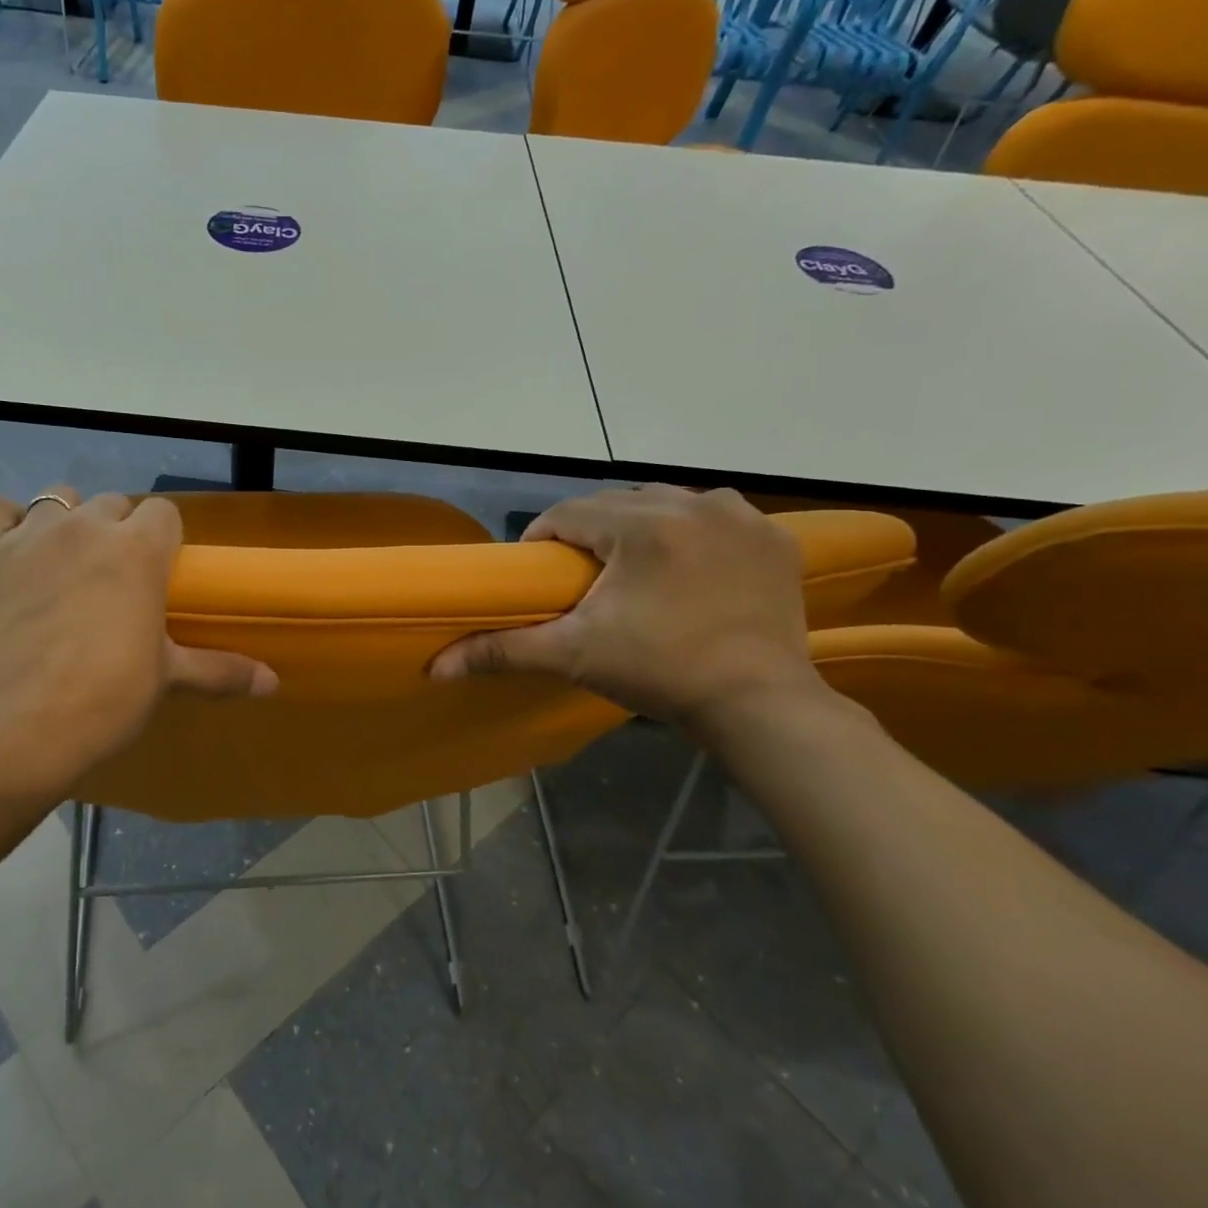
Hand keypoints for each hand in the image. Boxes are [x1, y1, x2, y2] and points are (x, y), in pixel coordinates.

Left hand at [0, 489, 275, 803]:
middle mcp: (87, 526)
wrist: (15, 727)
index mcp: (139, 549)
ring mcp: (31, 535)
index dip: (162, 538)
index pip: (163, 512)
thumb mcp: (167, 679)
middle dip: (116, 530)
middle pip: (112, 503)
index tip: (156, 571)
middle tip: (110, 577)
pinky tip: (11, 552)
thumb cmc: (105, 699)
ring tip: (62, 561)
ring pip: (56, 499)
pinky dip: (5, 524)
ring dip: (65, 521)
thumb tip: (275, 683)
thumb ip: (221, 671)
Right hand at [430, 486, 822, 727]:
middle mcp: (692, 505)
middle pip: (616, 503)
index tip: (543, 572)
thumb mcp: (574, 656)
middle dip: (591, 532)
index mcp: (640, 526)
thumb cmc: (659, 673)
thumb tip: (434, 667)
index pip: (569, 512)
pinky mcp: (772, 536)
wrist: (758, 704)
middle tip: (584, 578)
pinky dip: (693, 530)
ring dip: (640, 525)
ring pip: (666, 503)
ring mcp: (740, 517)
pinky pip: (715, 515)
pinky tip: (687, 564)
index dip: (545, 538)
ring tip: (633, 569)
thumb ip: (502, 650)